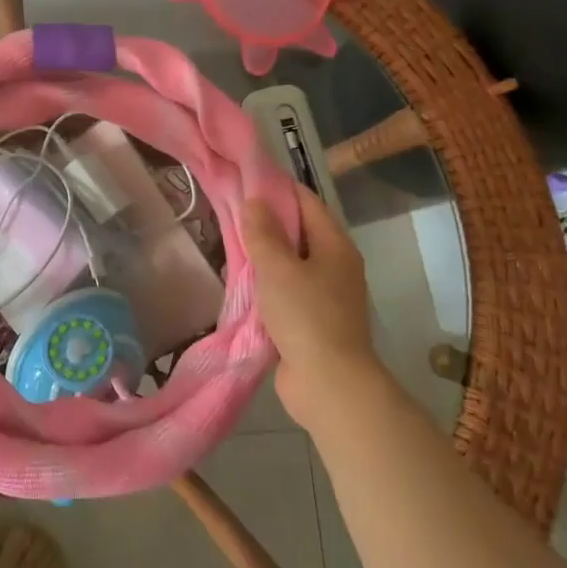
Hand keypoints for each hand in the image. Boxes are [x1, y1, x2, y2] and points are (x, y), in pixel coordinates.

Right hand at [243, 184, 383, 426]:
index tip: (245, 182)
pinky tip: (244, 283)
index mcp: (335, 245)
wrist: (329, 385)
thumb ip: (263, 232)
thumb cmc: (306, 316)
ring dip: (265, 255)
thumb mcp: (277, 267)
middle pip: (299, 231)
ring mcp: (327, 295)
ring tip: (232, 245)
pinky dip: (268, 284)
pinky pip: (288, 290)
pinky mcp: (314, 321)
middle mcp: (335, 265)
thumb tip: (254, 201)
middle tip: (231, 213)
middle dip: (267, 222)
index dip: (277, 188)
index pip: (306, 201)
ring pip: (291, 262)